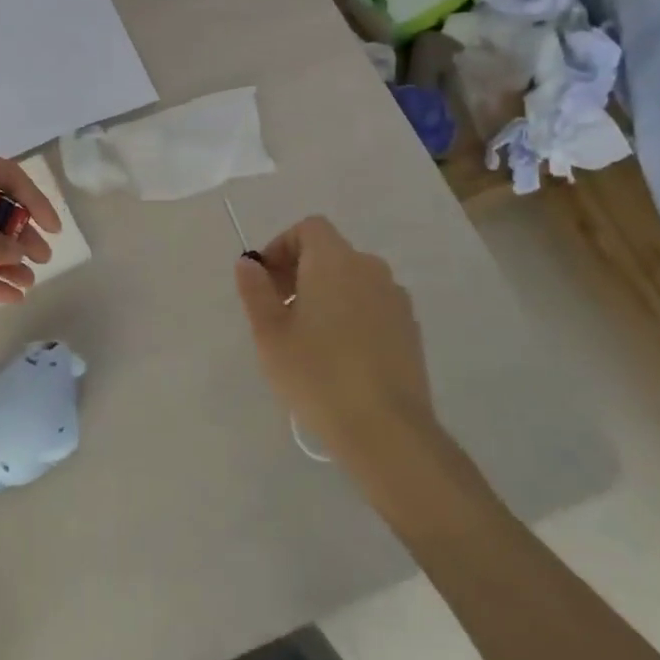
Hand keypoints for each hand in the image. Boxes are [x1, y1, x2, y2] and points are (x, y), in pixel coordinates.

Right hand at [234, 216, 436, 458]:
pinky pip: (372, 306)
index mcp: (334, 261)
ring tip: (307, 337)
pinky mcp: (410, 330)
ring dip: (326, 294)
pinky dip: (351, 314)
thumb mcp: (270, 333)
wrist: (387, 431)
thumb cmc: (317, 375)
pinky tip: (339, 356)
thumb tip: (248, 263)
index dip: (281, 246)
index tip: (265, 281)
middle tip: (278, 311)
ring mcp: (395, 299)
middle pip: (330, 252)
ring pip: (352, 280)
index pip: (309, 228)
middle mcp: (370, 269)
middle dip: (300, 271)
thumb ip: (255, 290)